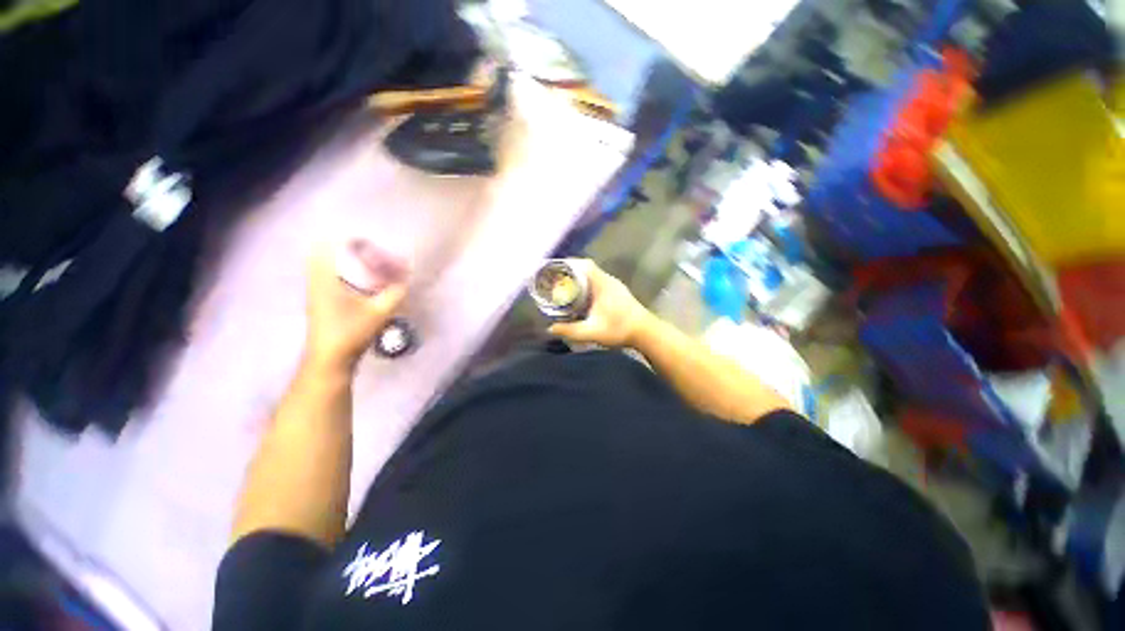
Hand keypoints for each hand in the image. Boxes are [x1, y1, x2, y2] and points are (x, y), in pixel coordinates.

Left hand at [304, 242, 407, 372]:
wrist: (330, 361)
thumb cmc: (349, 333)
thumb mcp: (378, 312)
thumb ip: (395, 293)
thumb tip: (408, 278)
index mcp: (324, 280)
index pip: (323, 247)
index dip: (340, 237)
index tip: (362, 235)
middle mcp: (317, 283)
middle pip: (324, 255)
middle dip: (344, 248)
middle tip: (368, 247)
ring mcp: (317, 295)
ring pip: (327, 269)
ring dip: (344, 262)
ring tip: (367, 261)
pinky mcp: (323, 305)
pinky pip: (331, 280)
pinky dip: (345, 275)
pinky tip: (363, 282)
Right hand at [547, 259, 653, 347]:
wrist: (646, 332)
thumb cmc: (620, 329)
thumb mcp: (592, 332)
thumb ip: (571, 330)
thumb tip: (550, 328)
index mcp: (602, 284)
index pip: (585, 264)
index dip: (569, 264)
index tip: (555, 269)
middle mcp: (609, 280)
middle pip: (587, 268)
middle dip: (570, 272)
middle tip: (555, 281)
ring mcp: (614, 286)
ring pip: (593, 276)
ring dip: (579, 279)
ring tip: (564, 288)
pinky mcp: (617, 292)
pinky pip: (598, 282)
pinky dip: (587, 285)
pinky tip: (581, 297)